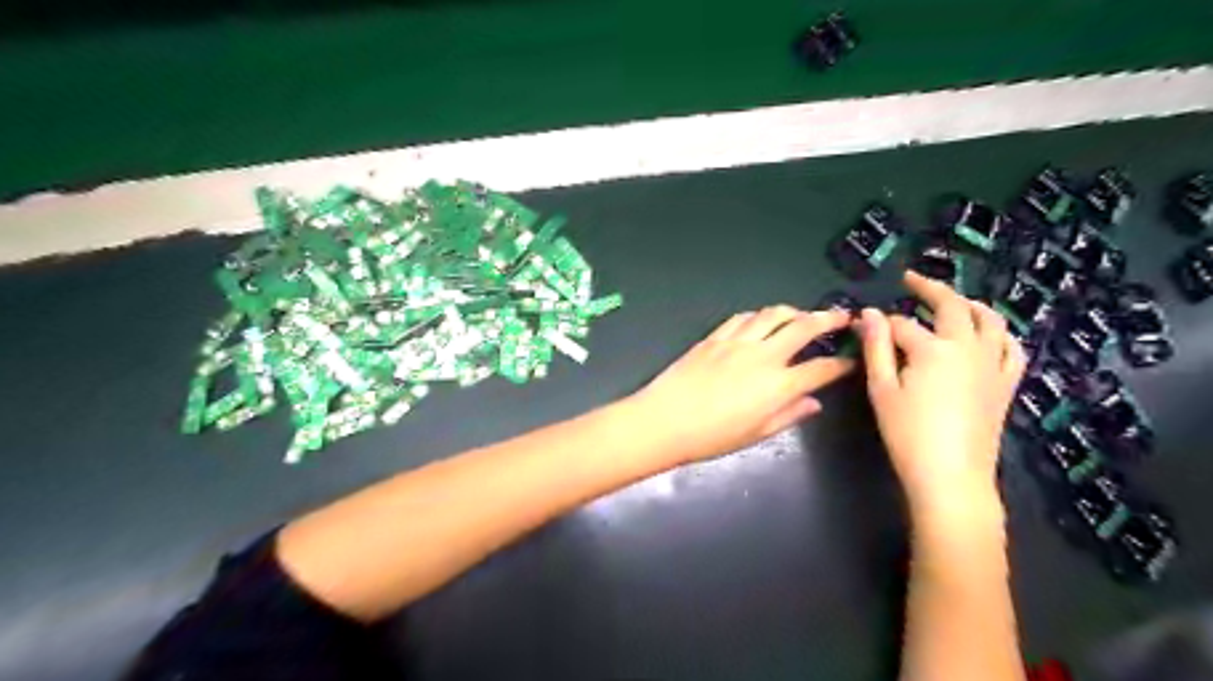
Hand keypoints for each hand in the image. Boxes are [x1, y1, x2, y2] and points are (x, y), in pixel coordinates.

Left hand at [636, 305, 849, 461]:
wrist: (665, 420)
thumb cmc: (712, 437)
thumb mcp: (756, 434)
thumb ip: (788, 415)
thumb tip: (812, 403)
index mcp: (778, 385)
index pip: (820, 369)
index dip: (841, 365)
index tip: (850, 361)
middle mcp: (763, 356)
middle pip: (803, 327)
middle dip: (828, 319)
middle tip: (842, 316)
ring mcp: (737, 342)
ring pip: (772, 314)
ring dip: (793, 311)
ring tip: (803, 314)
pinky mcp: (714, 337)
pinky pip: (742, 318)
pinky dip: (759, 315)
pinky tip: (762, 319)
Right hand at [857, 272, 1026, 516]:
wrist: (951, 476)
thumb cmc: (907, 434)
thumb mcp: (882, 389)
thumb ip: (876, 347)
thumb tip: (868, 313)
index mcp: (933, 349)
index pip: (902, 325)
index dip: (880, 323)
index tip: (864, 324)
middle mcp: (968, 347)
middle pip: (952, 306)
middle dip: (929, 289)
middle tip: (911, 279)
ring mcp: (992, 365)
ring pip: (989, 320)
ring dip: (970, 303)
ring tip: (953, 299)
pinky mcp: (1005, 384)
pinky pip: (1012, 349)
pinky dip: (1000, 334)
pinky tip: (989, 334)